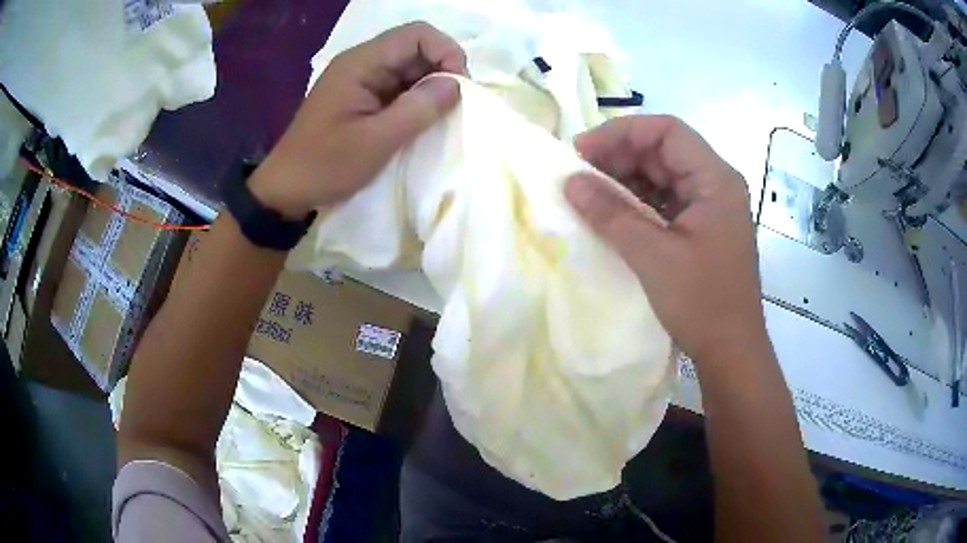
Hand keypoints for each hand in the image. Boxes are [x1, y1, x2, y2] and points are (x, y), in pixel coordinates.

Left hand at [249, 22, 466, 218]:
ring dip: (430, 87)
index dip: (446, 51)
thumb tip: (457, 84)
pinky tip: (421, 121)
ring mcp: (361, 79)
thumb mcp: (376, 141)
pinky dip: (416, 99)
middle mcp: (362, 62)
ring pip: (410, 68)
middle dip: (442, 71)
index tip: (459, 87)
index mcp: (361, 63)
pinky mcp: (362, 96)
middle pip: (415, 48)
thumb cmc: (325, 166)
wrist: (286, 189)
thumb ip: (419, 109)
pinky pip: (398, 86)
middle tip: (453, 107)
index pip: (417, 34)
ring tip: (439, 117)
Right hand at [564, 115, 765, 361]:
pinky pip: (667, 201)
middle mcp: (716, 184)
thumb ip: (611, 214)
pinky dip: (638, 202)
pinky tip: (613, 214)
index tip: (583, 151)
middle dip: (620, 156)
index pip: (667, 131)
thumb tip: (570, 181)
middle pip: (664, 150)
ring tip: (590, 193)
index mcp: (715, 179)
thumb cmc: (702, 303)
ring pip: (663, 175)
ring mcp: (711, 207)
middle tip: (580, 174)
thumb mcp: (653, 256)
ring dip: (626, 180)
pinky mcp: (703, 227)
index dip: (622, 132)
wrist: (732, 352)